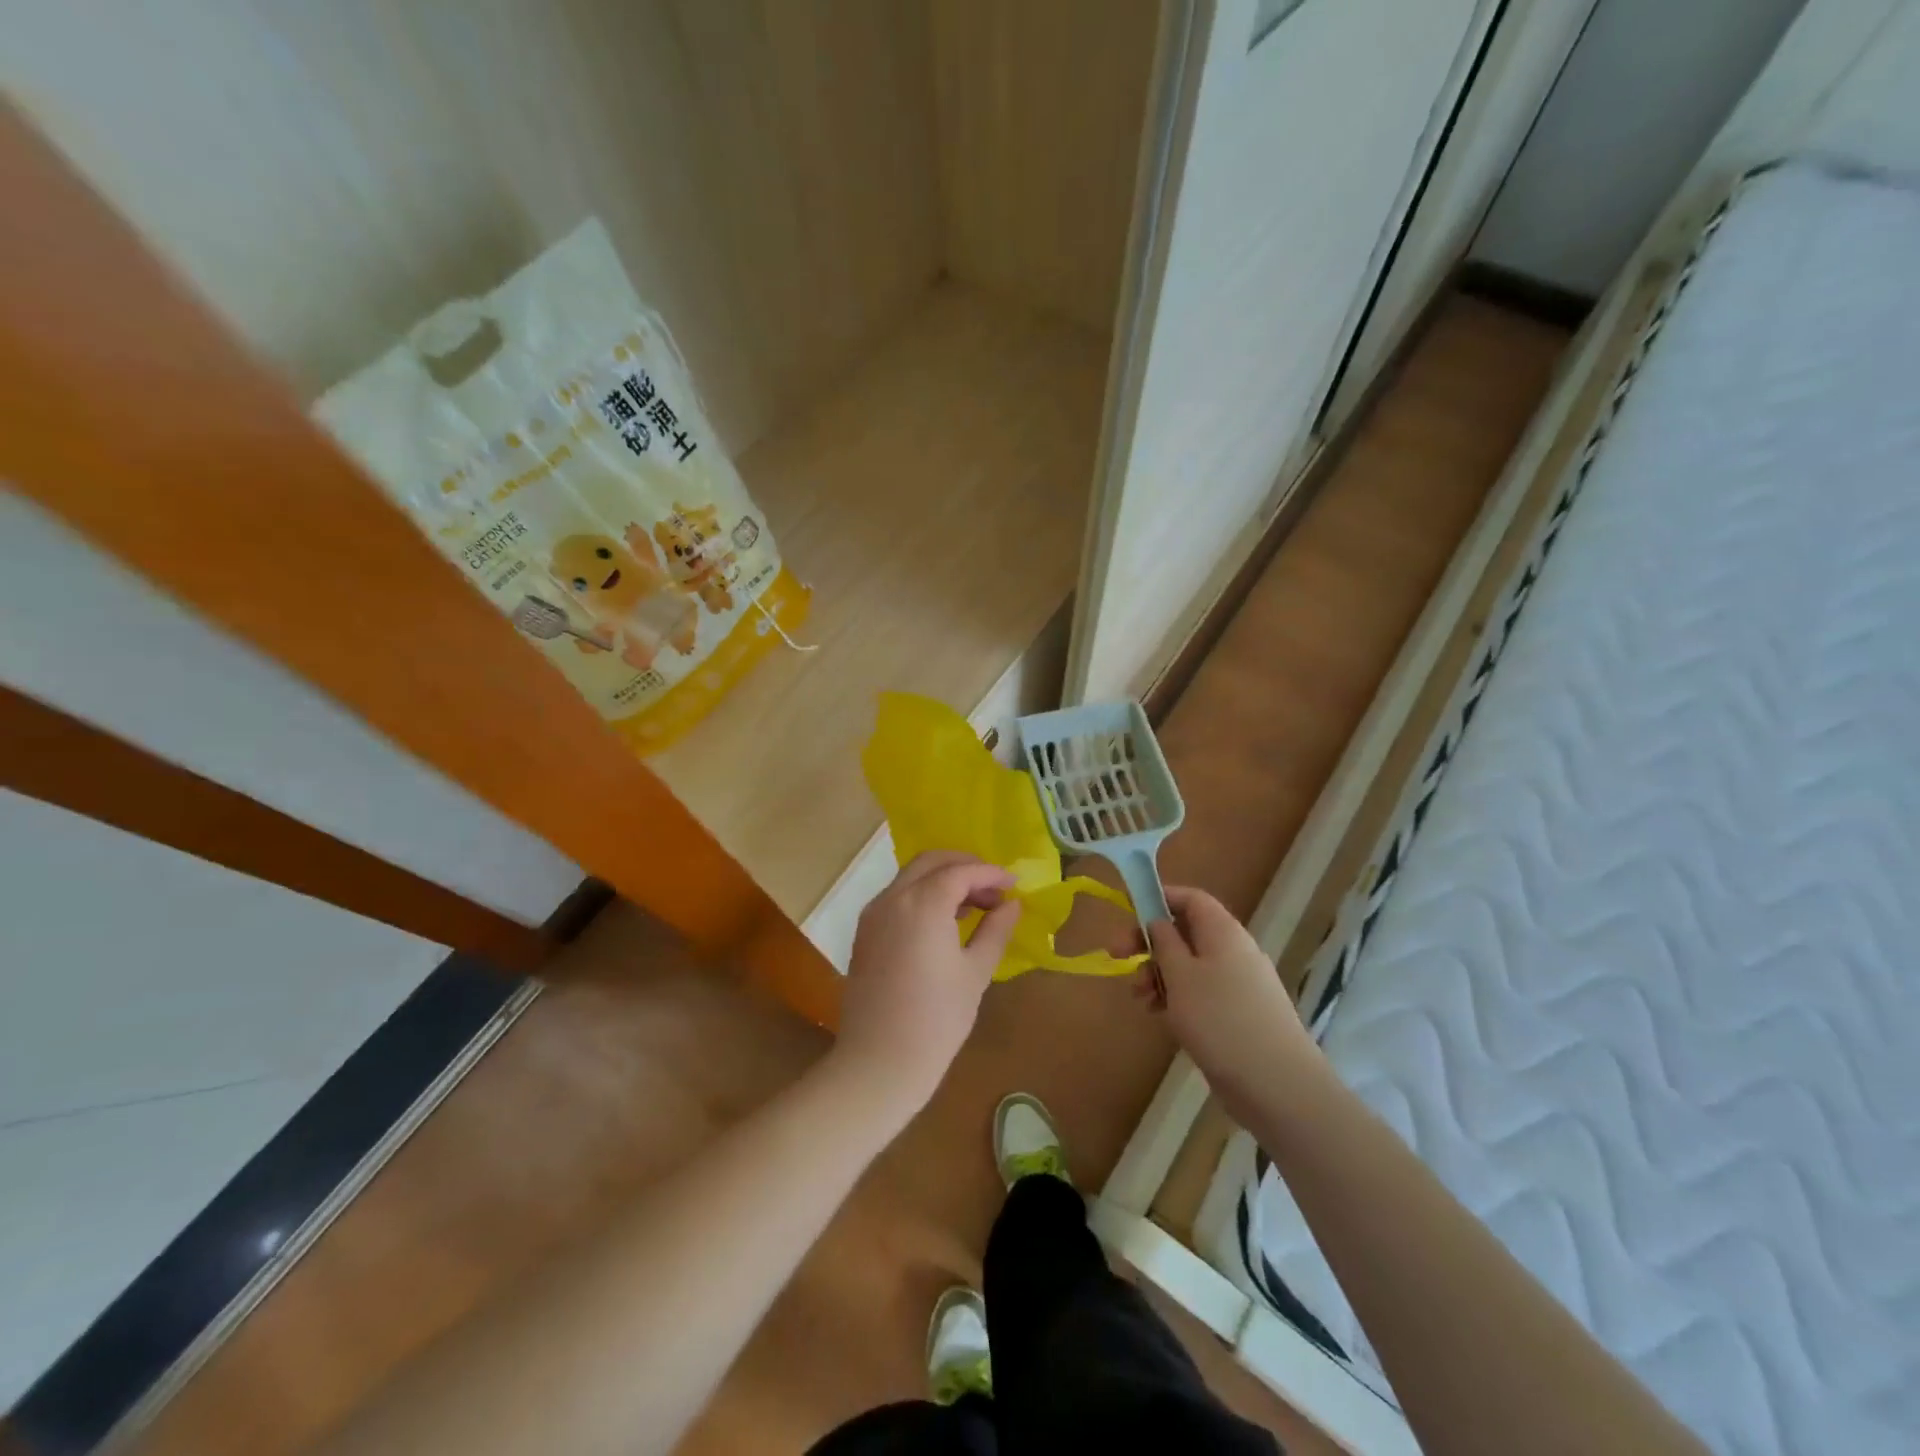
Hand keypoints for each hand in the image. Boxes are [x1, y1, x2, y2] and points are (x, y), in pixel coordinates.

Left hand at [834, 851, 1020, 1110]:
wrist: (879, 1062)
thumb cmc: (937, 1019)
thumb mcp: (975, 972)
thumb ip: (995, 930)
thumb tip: (1011, 904)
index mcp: (923, 903)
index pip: (961, 872)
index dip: (990, 873)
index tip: (1015, 883)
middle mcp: (893, 898)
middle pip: (931, 862)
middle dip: (965, 866)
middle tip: (994, 887)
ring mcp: (873, 913)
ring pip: (911, 876)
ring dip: (943, 879)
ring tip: (975, 905)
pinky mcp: (865, 932)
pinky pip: (897, 896)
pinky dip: (922, 894)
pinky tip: (944, 920)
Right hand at [1145, 886, 1322, 1120]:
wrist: (1277, 1085)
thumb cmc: (1220, 1020)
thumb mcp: (1180, 975)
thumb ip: (1163, 941)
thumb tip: (1158, 920)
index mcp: (1222, 931)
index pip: (1190, 898)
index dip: (1159, 898)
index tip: (1128, 914)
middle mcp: (1234, 950)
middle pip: (1185, 932)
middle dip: (1150, 943)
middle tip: (1118, 958)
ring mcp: (1239, 984)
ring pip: (1190, 965)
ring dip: (1159, 974)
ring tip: (1140, 998)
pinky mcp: (1238, 1014)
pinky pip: (1201, 992)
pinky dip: (1177, 998)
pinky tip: (1160, 1016)